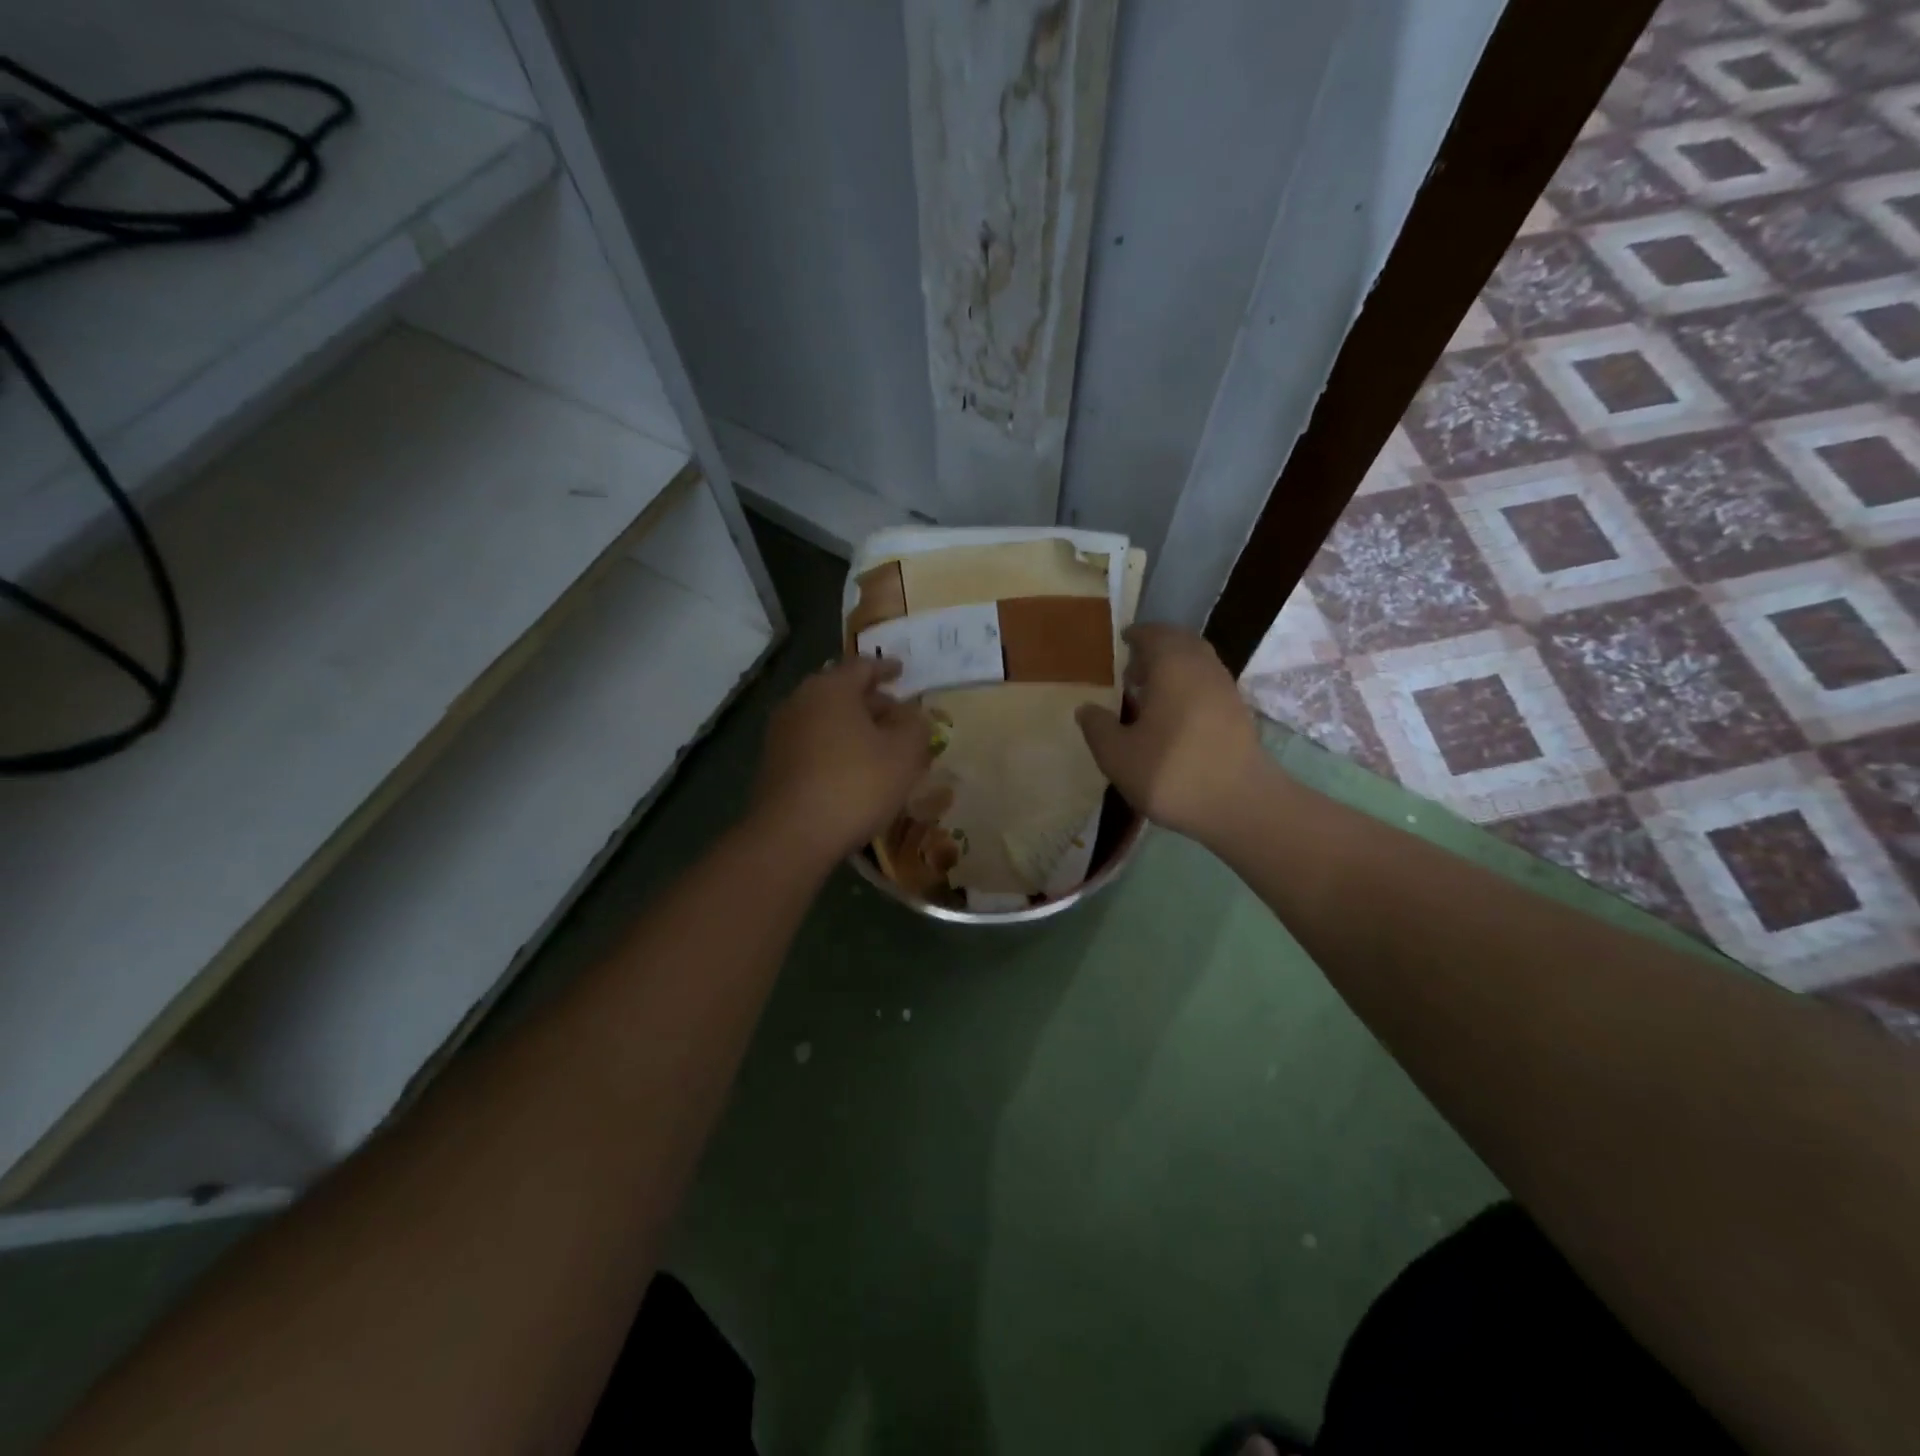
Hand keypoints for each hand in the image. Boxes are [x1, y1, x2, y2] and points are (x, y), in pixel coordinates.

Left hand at [751, 658, 934, 867]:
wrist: (792, 835)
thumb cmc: (856, 784)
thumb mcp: (904, 754)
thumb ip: (915, 726)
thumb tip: (913, 714)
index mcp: (831, 688)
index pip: (863, 666)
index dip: (887, 668)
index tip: (902, 671)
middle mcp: (801, 702)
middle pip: (842, 692)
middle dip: (873, 703)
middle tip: (899, 717)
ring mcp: (782, 733)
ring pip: (827, 720)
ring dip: (855, 729)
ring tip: (882, 747)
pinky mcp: (774, 764)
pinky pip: (814, 744)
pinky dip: (837, 748)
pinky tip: (855, 771)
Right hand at [1076, 624, 1268, 844]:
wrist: (1240, 805)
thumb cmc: (1172, 773)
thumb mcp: (1117, 756)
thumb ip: (1098, 728)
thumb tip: (1085, 708)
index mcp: (1172, 666)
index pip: (1153, 635)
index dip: (1136, 636)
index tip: (1122, 642)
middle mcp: (1202, 668)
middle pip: (1180, 643)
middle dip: (1157, 648)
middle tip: (1133, 667)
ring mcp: (1225, 690)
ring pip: (1198, 664)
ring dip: (1175, 668)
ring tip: (1150, 692)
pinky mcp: (1239, 714)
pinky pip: (1208, 685)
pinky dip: (1190, 687)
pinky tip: (1174, 715)